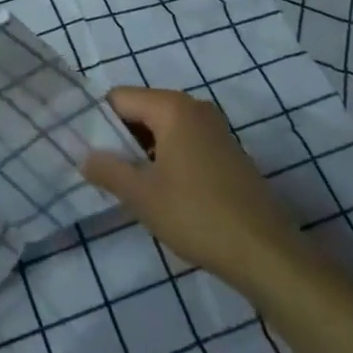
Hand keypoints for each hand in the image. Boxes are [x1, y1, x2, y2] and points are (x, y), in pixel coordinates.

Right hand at [82, 86, 307, 288]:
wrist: (267, 254)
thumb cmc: (197, 215)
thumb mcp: (142, 196)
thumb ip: (108, 170)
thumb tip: (85, 157)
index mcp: (172, 107)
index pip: (119, 98)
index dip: (99, 122)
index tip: (88, 152)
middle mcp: (194, 107)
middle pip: (142, 110)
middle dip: (122, 138)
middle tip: (106, 172)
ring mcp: (215, 129)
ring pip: (163, 129)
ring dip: (144, 152)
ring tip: (132, 185)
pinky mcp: (228, 153)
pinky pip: (184, 142)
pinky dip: (168, 159)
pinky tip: (164, 193)